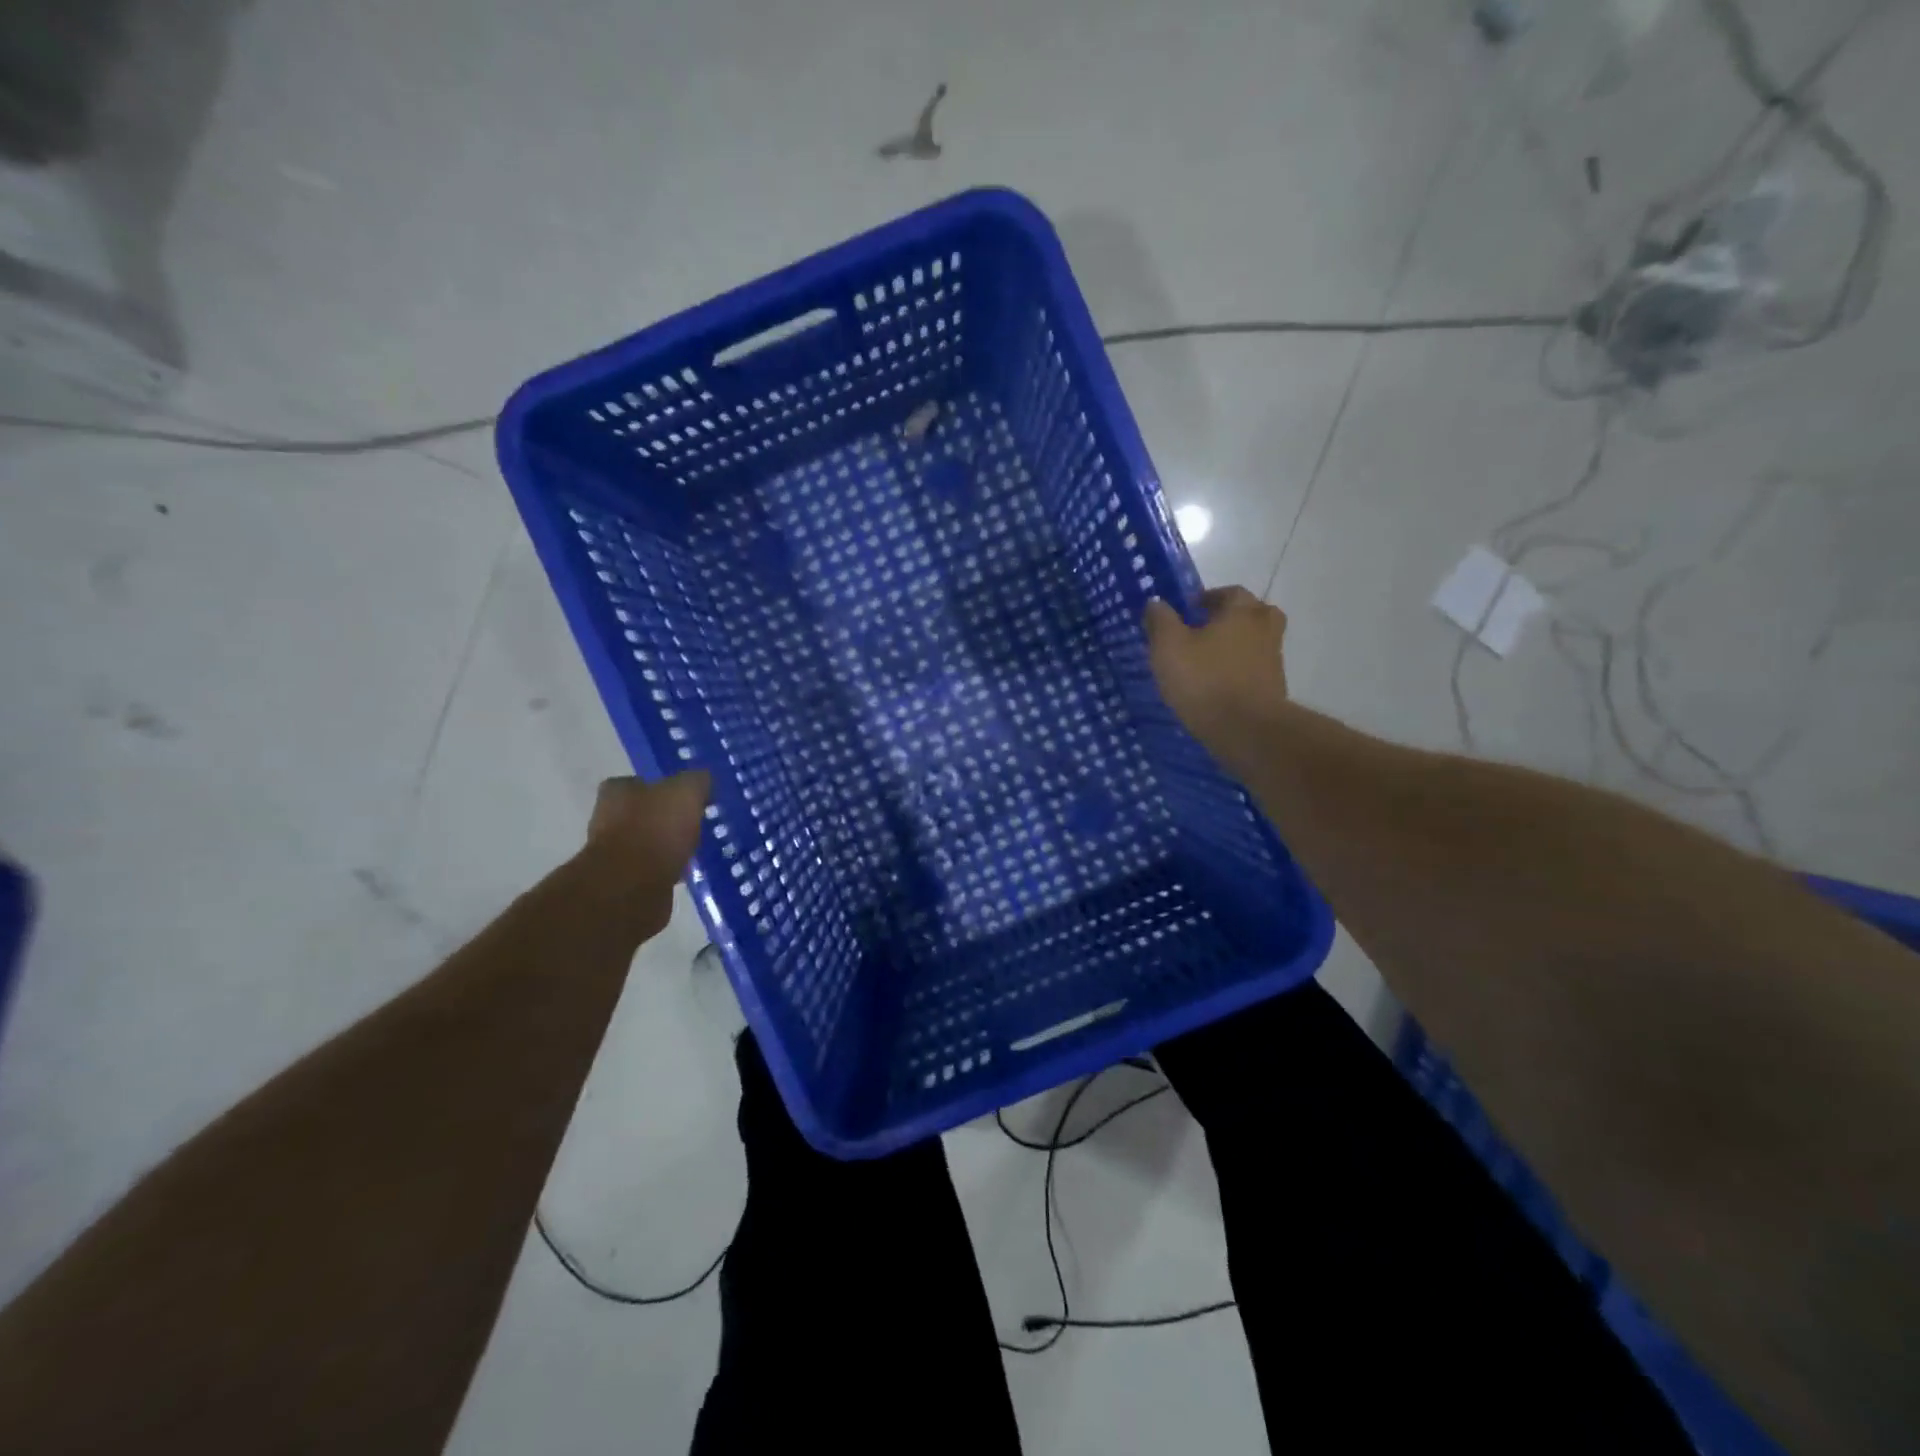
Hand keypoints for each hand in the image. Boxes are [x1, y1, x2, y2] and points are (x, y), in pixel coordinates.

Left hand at [581, 772, 709, 937]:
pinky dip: (667, 869)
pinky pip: (652, 869)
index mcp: (617, 792)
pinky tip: (686, 871)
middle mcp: (608, 818)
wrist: (632, 887)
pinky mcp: (624, 882)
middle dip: (666, 818)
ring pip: (648, 842)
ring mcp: (613, 852)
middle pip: (643, 813)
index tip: (688, 797)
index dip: (664, 787)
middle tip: (695, 822)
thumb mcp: (687, 792)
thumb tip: (704, 779)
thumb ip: (697, 781)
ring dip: (667, 845)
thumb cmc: (656, 829)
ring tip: (695, 848)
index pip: (639, 781)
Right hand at [1143, 588, 1289, 764]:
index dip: (1206, 599)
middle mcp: (1264, 628)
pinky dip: (1240, 671)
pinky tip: (1218, 685)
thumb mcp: (1168, 647)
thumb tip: (1156, 602)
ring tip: (1207, 661)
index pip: (1229, 592)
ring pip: (1254, 642)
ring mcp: (1273, 659)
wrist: (1246, 729)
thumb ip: (1160, 620)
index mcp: (1242, 611)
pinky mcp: (1274, 687)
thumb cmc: (1204, 680)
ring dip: (1235, 646)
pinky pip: (1255, 669)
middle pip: (1250, 614)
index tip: (1188, 612)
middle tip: (1203, 632)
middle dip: (1228, 619)